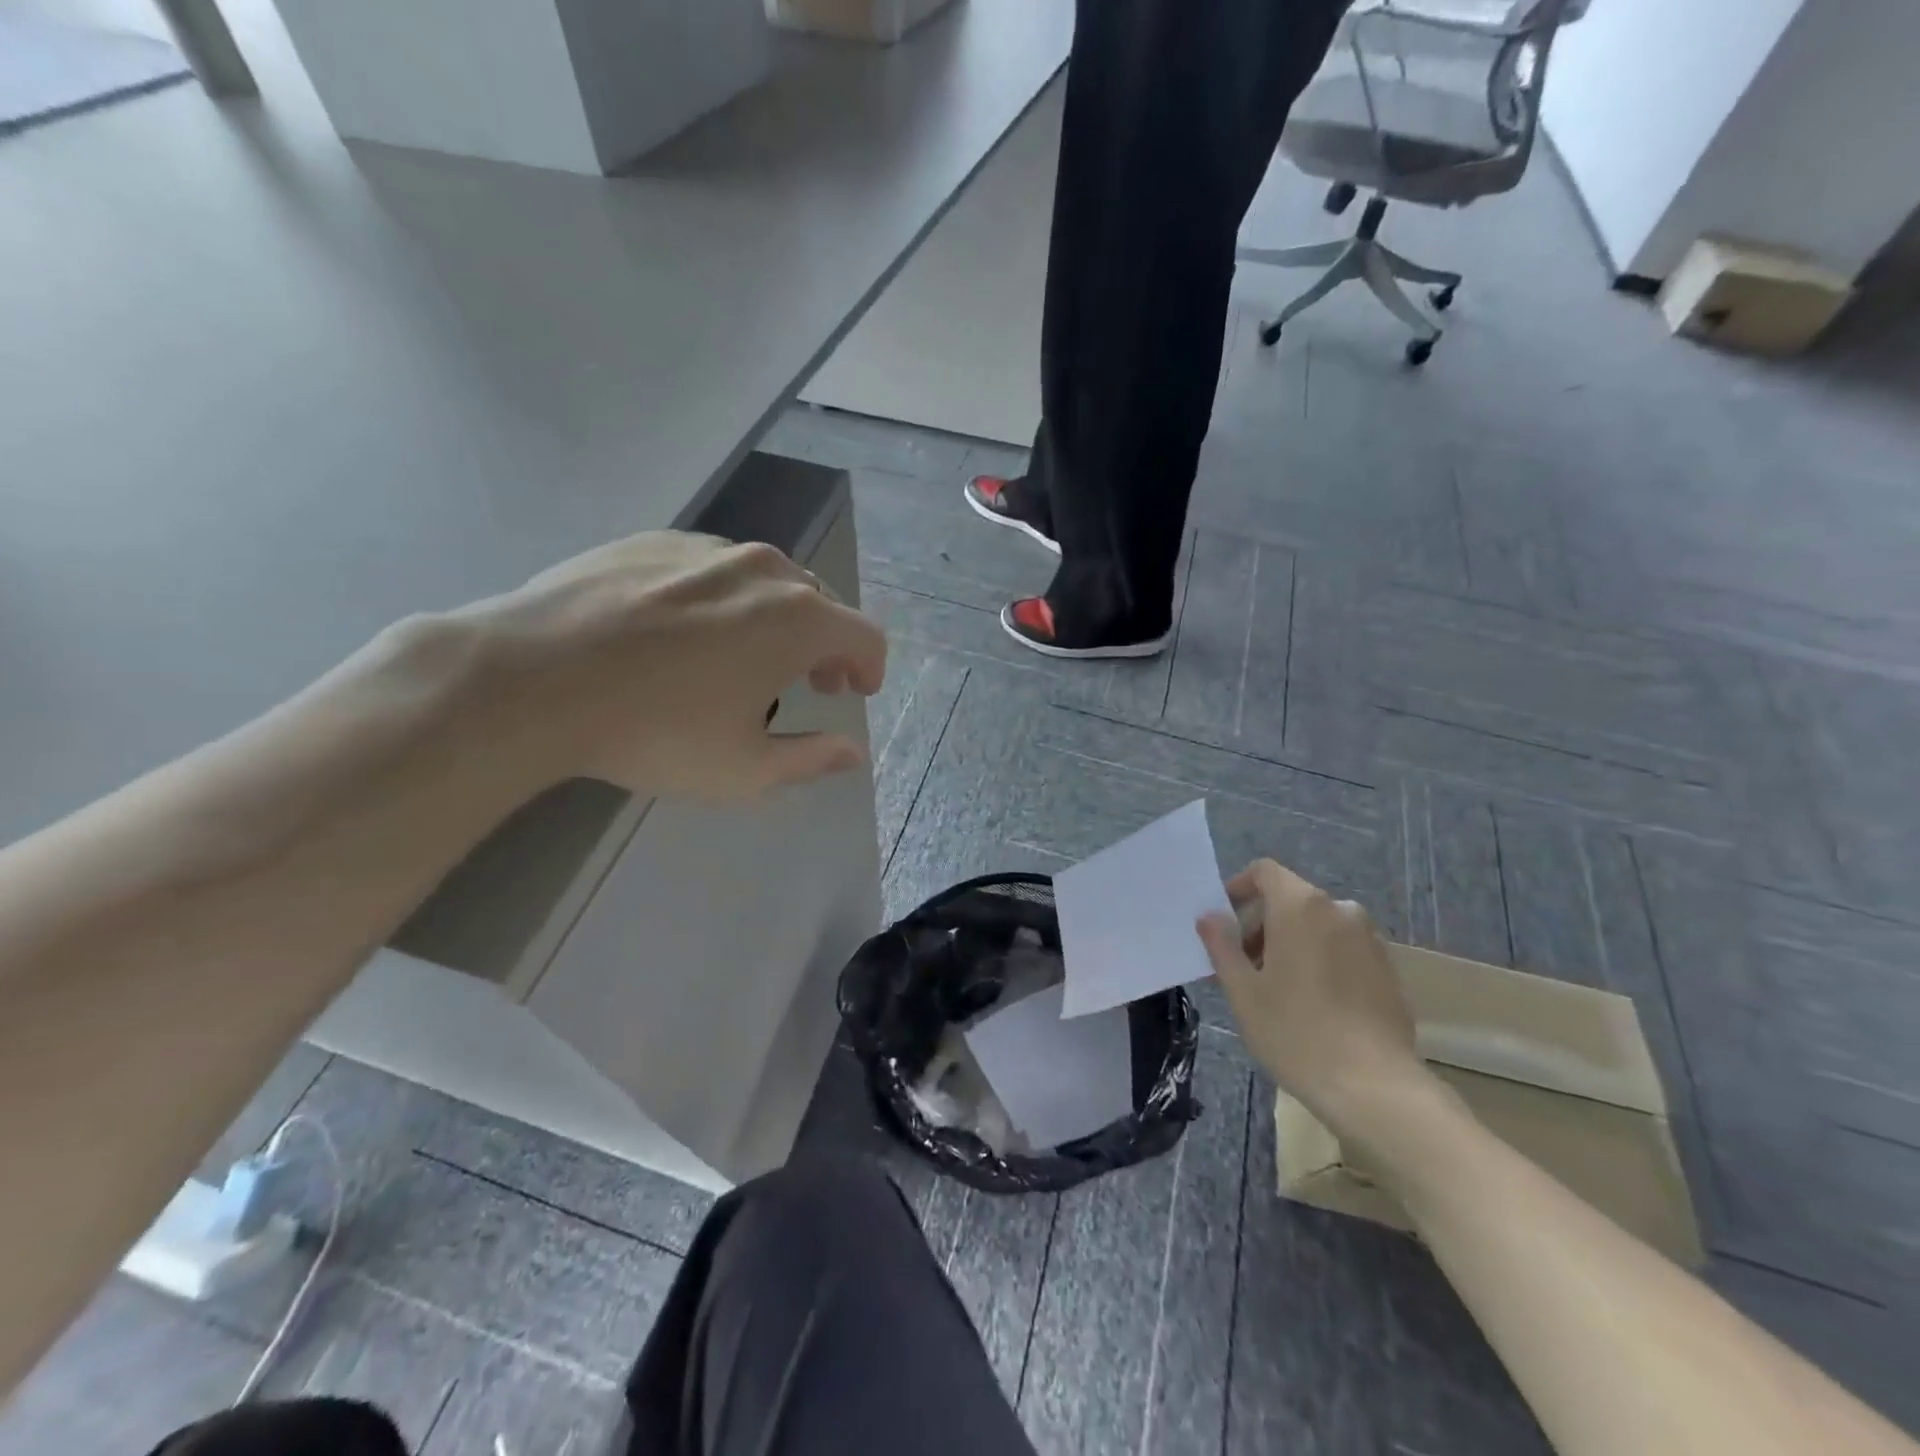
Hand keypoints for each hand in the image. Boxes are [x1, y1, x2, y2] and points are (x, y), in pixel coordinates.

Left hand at [458, 532, 885, 799]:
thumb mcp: (743, 768)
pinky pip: (712, 568)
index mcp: (799, 620)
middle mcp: (764, 570)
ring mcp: (707, 548)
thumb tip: (852, 753)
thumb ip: (810, 759)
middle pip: (820, 603)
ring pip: (766, 580)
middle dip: (825, 645)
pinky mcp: (654, 541)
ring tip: (744, 655)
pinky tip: (683, 632)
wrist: (532, 678)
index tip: (855, 692)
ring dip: (776, 618)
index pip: (865, 637)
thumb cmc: (655, 731)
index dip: (869, 668)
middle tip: (807, 681)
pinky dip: (722, 598)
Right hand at [1196, 860, 1429, 1134]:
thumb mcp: (1242, 990)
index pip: (1264, 872)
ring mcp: (1369, 940)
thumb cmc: (1295, 1032)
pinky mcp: (1388, 969)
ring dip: (1290, 943)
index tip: (1224, 925)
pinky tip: (1311, 1005)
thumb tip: (1210, 917)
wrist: (1374, 1087)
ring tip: (1275, 990)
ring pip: (1317, 925)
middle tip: (1242, 967)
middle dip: (1261, 925)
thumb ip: (1222, 945)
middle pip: (1290, 899)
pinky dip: (1320, 960)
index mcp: (1301, 906)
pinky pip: (1342, 948)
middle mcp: (1340, 911)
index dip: (1239, 889)